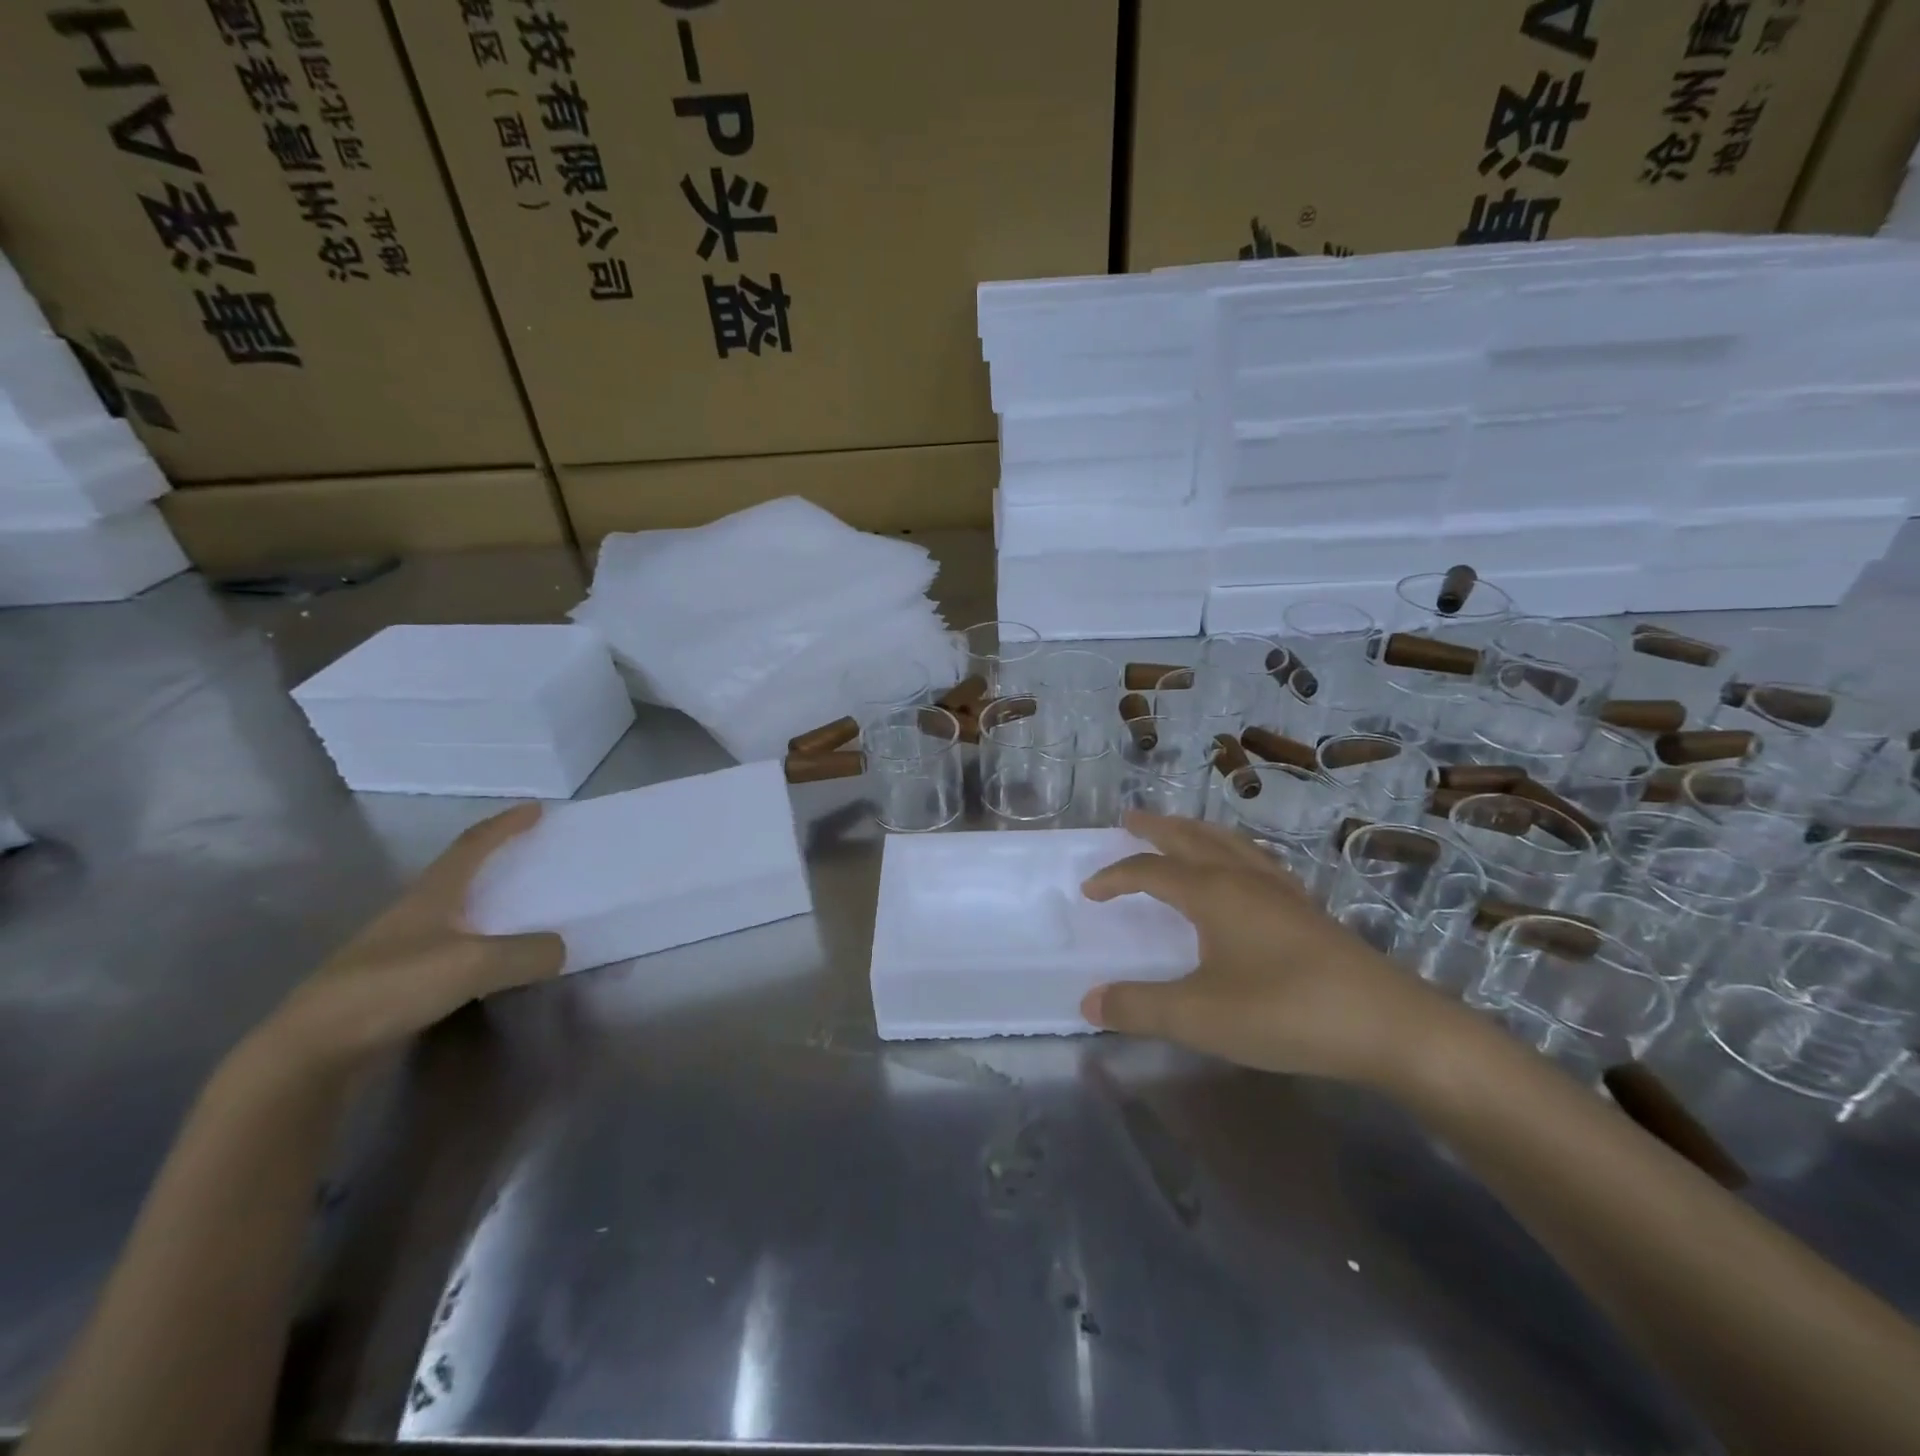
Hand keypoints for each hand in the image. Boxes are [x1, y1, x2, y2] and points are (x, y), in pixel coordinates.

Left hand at [252, 804, 564, 1077]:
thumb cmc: (393, 987)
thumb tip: (558, 950)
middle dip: (498, 861)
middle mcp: (415, 914)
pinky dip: (482, 947)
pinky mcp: (396, 985)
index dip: (505, 825)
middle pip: (461, 875)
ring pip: (457, 915)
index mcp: (431, 895)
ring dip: (491, 907)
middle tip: (535, 857)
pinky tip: (497, 965)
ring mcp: (401, 950)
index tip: (535, 808)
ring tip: (525, 912)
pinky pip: (454, 952)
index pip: (473, 845)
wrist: (312, 1052)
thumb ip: (528, 952)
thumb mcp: (475, 963)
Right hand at [1080, 812, 1458, 1086]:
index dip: (1115, 877)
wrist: (1389, 1026)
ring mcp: (1281, 891)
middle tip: (1130, 819)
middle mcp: (1244, 879)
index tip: (1089, 890)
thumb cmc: (1285, 1012)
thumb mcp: (1199, 1016)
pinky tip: (1242, 871)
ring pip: (1229, 843)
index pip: (1150, 871)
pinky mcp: (1308, 911)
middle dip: (1156, 828)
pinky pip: (1258, 861)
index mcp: (1213, 893)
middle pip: (1191, 839)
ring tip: (1179, 832)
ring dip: (1196, 832)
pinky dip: (1233, 852)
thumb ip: (1139, 1007)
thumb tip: (1088, 1002)